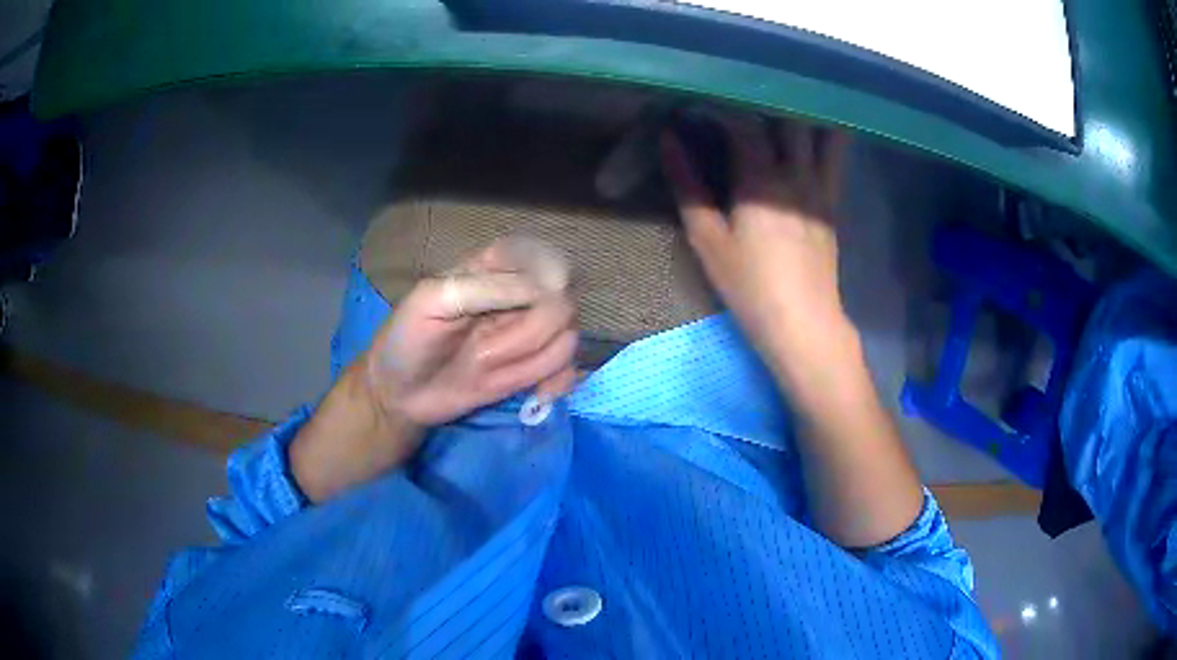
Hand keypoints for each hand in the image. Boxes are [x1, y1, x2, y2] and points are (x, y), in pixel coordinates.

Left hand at [291, 237, 577, 502]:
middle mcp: (518, 299)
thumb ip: (483, 289)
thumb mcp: (430, 301)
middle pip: (563, 301)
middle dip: (533, 331)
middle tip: (487, 351)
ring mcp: (526, 336)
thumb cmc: (405, 341)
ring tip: (494, 371)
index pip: (543, 258)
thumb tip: (541, 291)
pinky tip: (536, 394)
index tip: (533, 298)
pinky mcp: (530, 369)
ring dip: (537, 360)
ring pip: (568, 337)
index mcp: (492, 270)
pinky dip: (559, 382)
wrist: (399, 394)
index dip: (549, 276)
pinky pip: (567, 369)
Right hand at [660, 115, 849, 363]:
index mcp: (761, 179)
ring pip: (818, 130)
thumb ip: (688, 186)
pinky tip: (809, 128)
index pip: (742, 121)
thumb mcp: (708, 240)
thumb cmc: (750, 287)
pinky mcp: (833, 201)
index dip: (719, 105)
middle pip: (785, 116)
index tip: (698, 103)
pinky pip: (835, 155)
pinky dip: (824, 133)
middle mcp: (797, 172)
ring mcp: (822, 185)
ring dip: (799, 110)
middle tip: (738, 99)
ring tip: (777, 103)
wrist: (805, 323)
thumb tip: (668, 141)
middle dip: (760, 100)